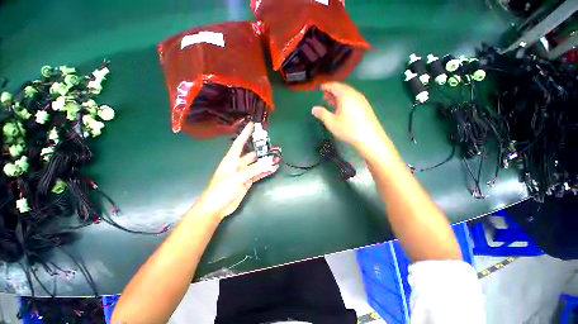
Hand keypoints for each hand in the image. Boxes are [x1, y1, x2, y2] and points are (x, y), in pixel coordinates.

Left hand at [193, 122, 278, 219]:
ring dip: (266, 162)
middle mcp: (238, 164)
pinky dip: (266, 171)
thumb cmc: (221, 190)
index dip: (245, 134)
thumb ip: (253, 170)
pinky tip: (273, 168)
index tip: (252, 125)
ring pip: (257, 165)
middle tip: (274, 147)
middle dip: (262, 150)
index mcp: (231, 160)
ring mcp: (244, 173)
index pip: (239, 143)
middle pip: (252, 154)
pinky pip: (258, 174)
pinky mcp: (248, 181)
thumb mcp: (237, 178)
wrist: (217, 207)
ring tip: (277, 158)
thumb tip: (269, 163)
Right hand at [311, 82, 387, 153]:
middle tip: (324, 95)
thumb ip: (322, 114)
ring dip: (339, 96)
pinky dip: (345, 100)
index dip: (326, 86)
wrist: (369, 138)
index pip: (334, 86)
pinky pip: (353, 99)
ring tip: (331, 101)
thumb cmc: (348, 129)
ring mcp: (362, 100)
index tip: (320, 88)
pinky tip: (342, 108)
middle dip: (332, 91)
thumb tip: (314, 109)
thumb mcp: (332, 123)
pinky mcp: (365, 107)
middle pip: (342, 88)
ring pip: (348, 94)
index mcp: (346, 95)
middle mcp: (355, 94)